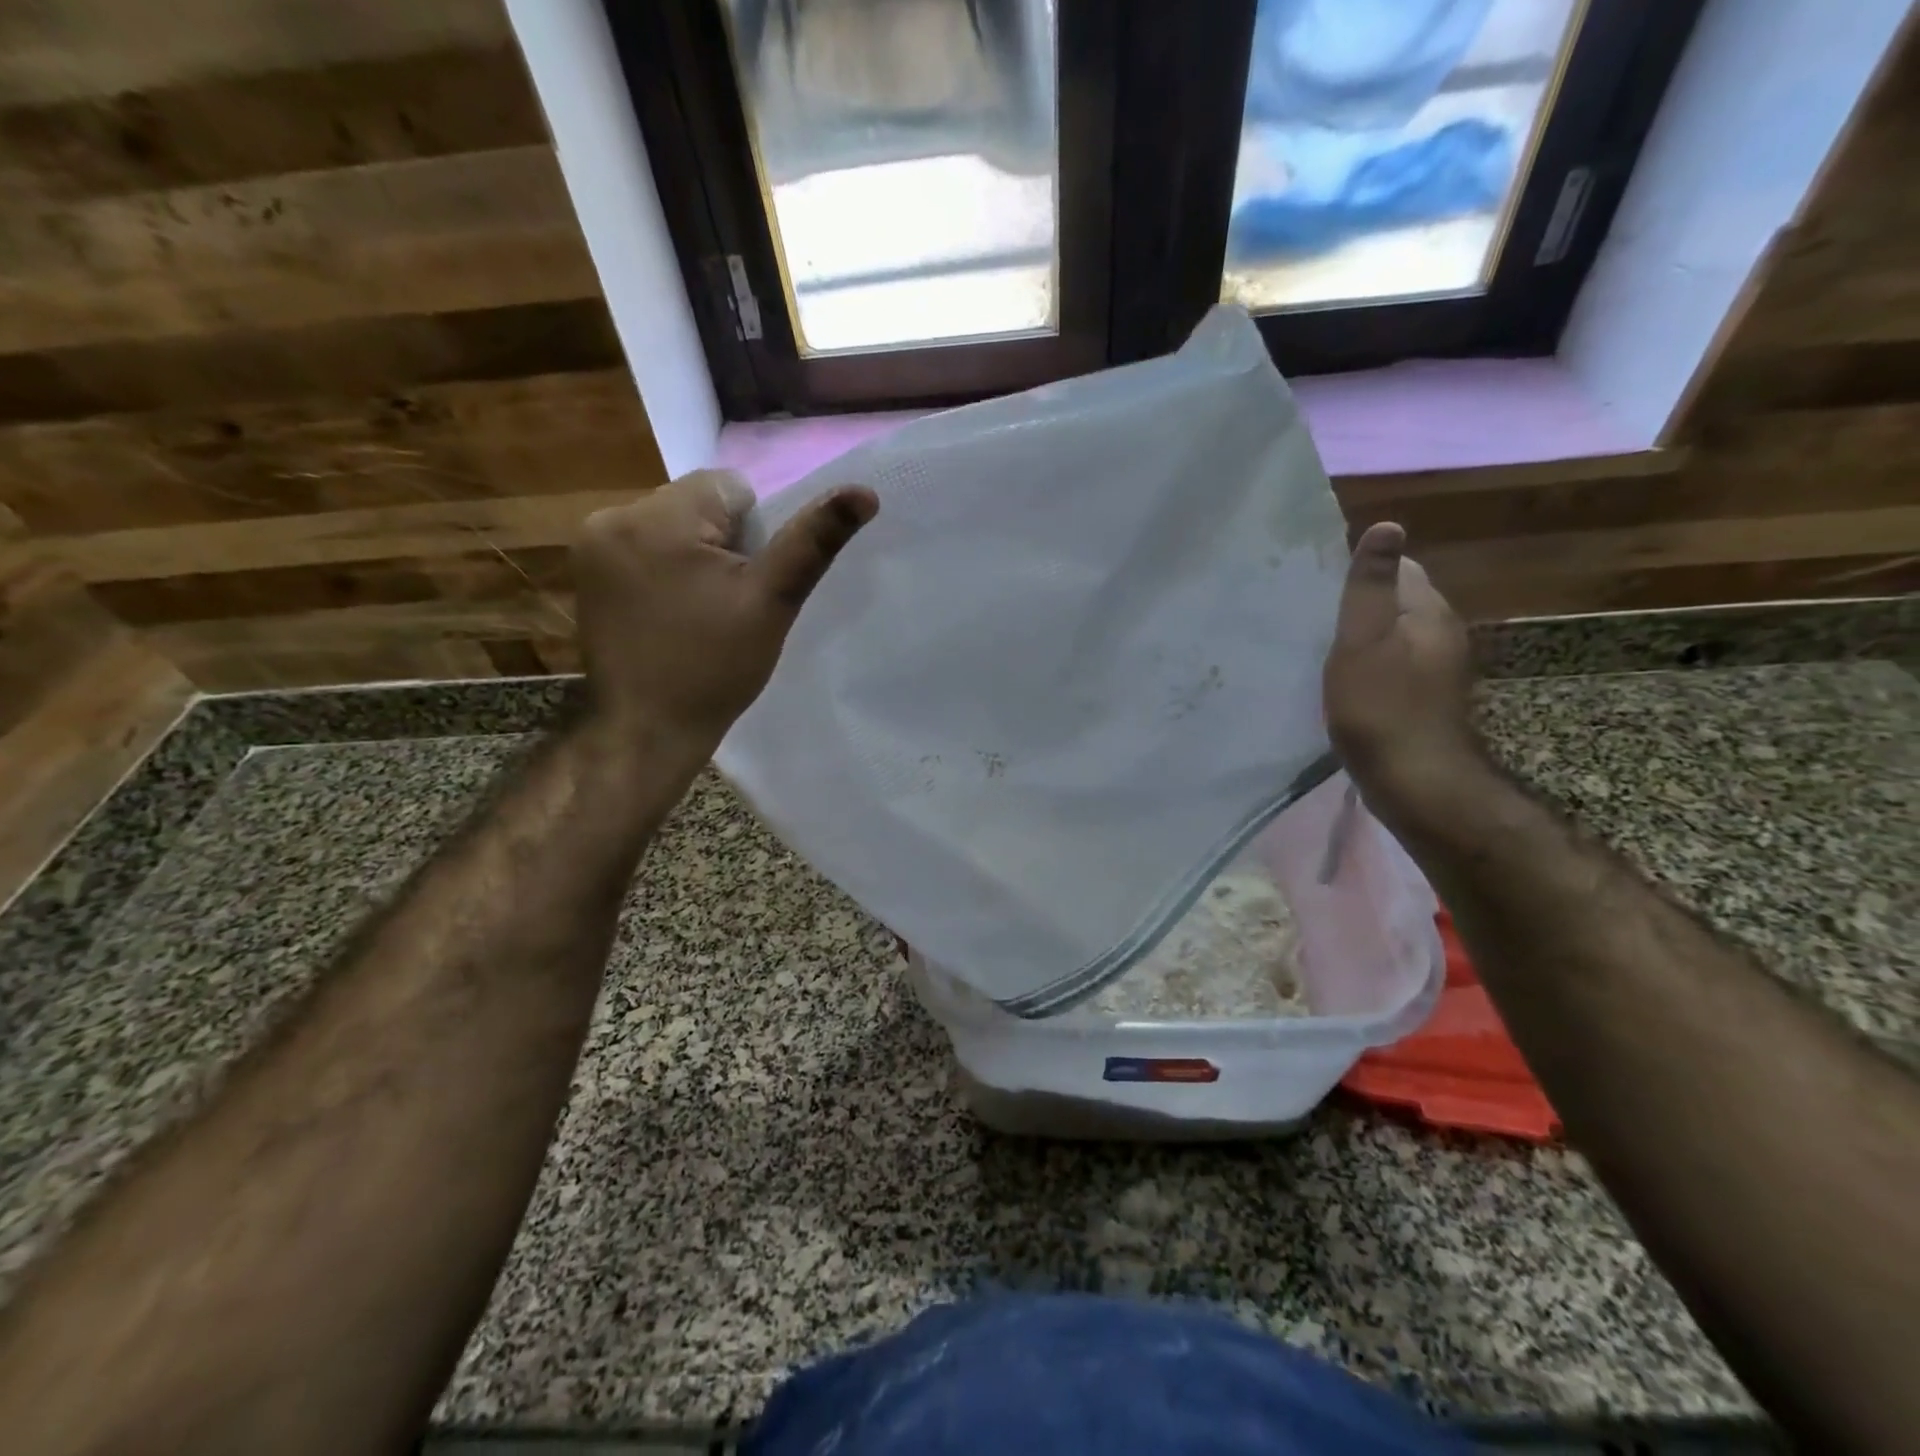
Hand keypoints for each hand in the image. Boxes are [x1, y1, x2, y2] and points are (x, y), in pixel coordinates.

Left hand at [573, 469, 877, 744]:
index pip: (729, 488)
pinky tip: (670, 613)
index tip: (746, 584)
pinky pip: (644, 549)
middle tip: (726, 602)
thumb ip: (812, 542)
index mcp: (656, 518)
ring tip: (699, 611)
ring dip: (693, 556)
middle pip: (696, 504)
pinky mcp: (585, 572)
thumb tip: (864, 492)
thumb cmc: (713, 668)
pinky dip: (666, 570)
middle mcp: (612, 517)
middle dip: (721, 543)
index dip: (753, 535)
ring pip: (671, 526)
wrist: (647, 732)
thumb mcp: (772, 602)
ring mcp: (591, 546)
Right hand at [1323, 522, 1477, 813]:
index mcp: (1428, 610)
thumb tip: (1387, 523)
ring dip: (1362, 634)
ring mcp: (1435, 667)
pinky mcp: (1423, 696)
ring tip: (1320, 646)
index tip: (1320, 587)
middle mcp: (1440, 631)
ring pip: (1394, 632)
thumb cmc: (1381, 708)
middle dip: (1359, 603)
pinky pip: (1392, 662)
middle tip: (1312, 616)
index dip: (1360, 571)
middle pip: (1397, 599)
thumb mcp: (1363, 641)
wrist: (1415, 782)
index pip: (1400, 567)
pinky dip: (1368, 662)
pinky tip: (1343, 680)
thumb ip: (1370, 586)